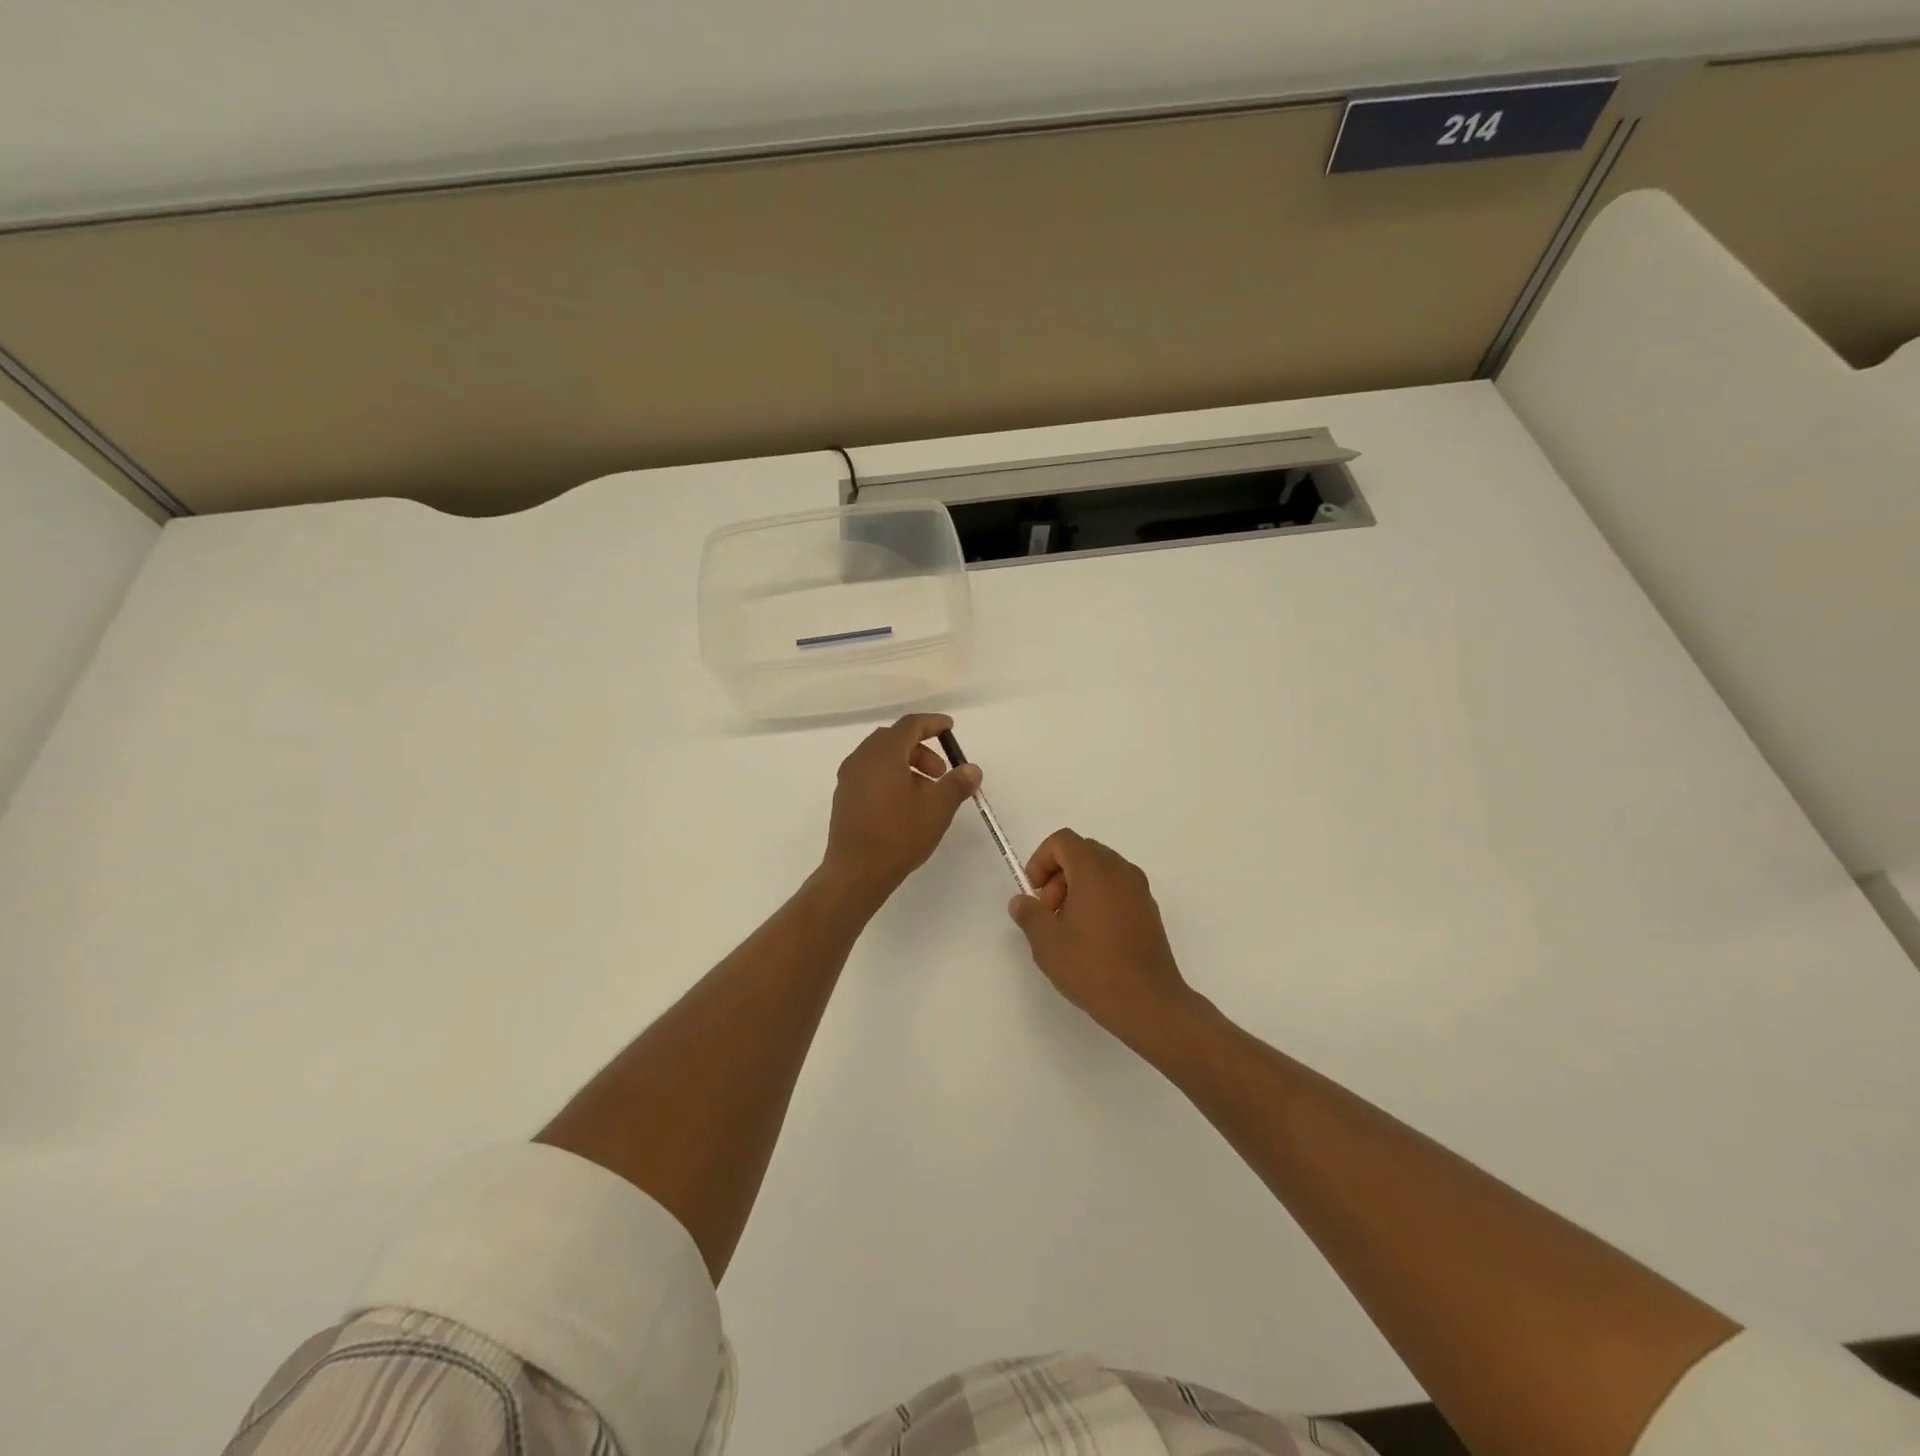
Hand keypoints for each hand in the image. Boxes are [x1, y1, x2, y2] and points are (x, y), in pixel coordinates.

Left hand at [820, 713, 980, 909]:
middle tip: (941, 773)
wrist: (855, 872)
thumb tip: (972, 769)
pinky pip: (870, 774)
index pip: (910, 725)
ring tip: (926, 793)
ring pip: (881, 758)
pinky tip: (904, 804)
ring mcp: (848, 778)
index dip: (933, 723)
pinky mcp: (844, 798)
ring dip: (906, 765)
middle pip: (894, 739)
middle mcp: (862, 759)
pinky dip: (890, 777)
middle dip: (921, 749)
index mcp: (884, 753)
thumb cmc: (899, 834)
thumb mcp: (937, 809)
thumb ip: (957, 784)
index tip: (950, 728)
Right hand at [1008, 830, 1197, 1045]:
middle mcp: (1120, 871)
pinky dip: (1098, 898)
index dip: (1041, 860)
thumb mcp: (1047, 943)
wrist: (1148, 1002)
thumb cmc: (1093, 967)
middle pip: (1082, 852)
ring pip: (1100, 870)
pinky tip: (1092, 937)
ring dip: (1077, 887)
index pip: (1063, 841)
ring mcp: (1139, 890)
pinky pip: (1117, 888)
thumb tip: (1022, 902)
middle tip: (1049, 912)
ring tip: (1068, 927)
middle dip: (1058, 875)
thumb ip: (1029, 914)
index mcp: (1095, 870)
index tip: (1034, 893)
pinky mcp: (1149, 910)